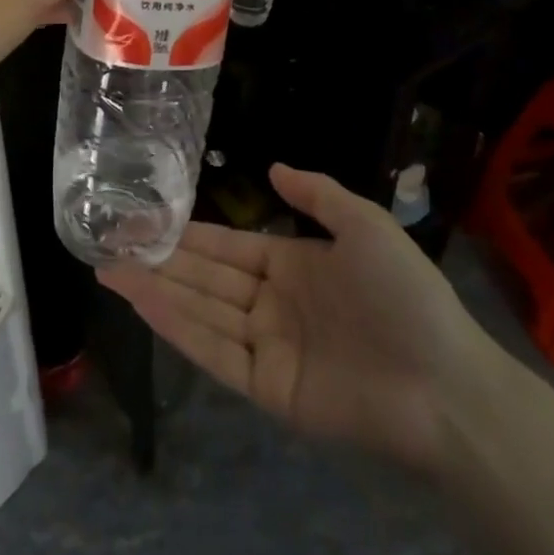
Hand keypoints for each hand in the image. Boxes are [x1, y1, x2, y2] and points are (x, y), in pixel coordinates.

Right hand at [99, 164, 511, 475]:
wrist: (445, 384)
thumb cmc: (404, 295)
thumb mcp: (365, 225)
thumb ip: (317, 194)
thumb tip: (272, 166)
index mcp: (293, 265)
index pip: (228, 247)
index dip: (187, 234)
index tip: (145, 219)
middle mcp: (272, 303)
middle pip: (205, 278)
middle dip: (158, 259)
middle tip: (108, 242)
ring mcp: (267, 346)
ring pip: (200, 310)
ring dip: (155, 290)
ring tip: (109, 269)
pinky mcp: (266, 387)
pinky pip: (214, 350)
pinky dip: (177, 326)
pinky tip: (144, 302)